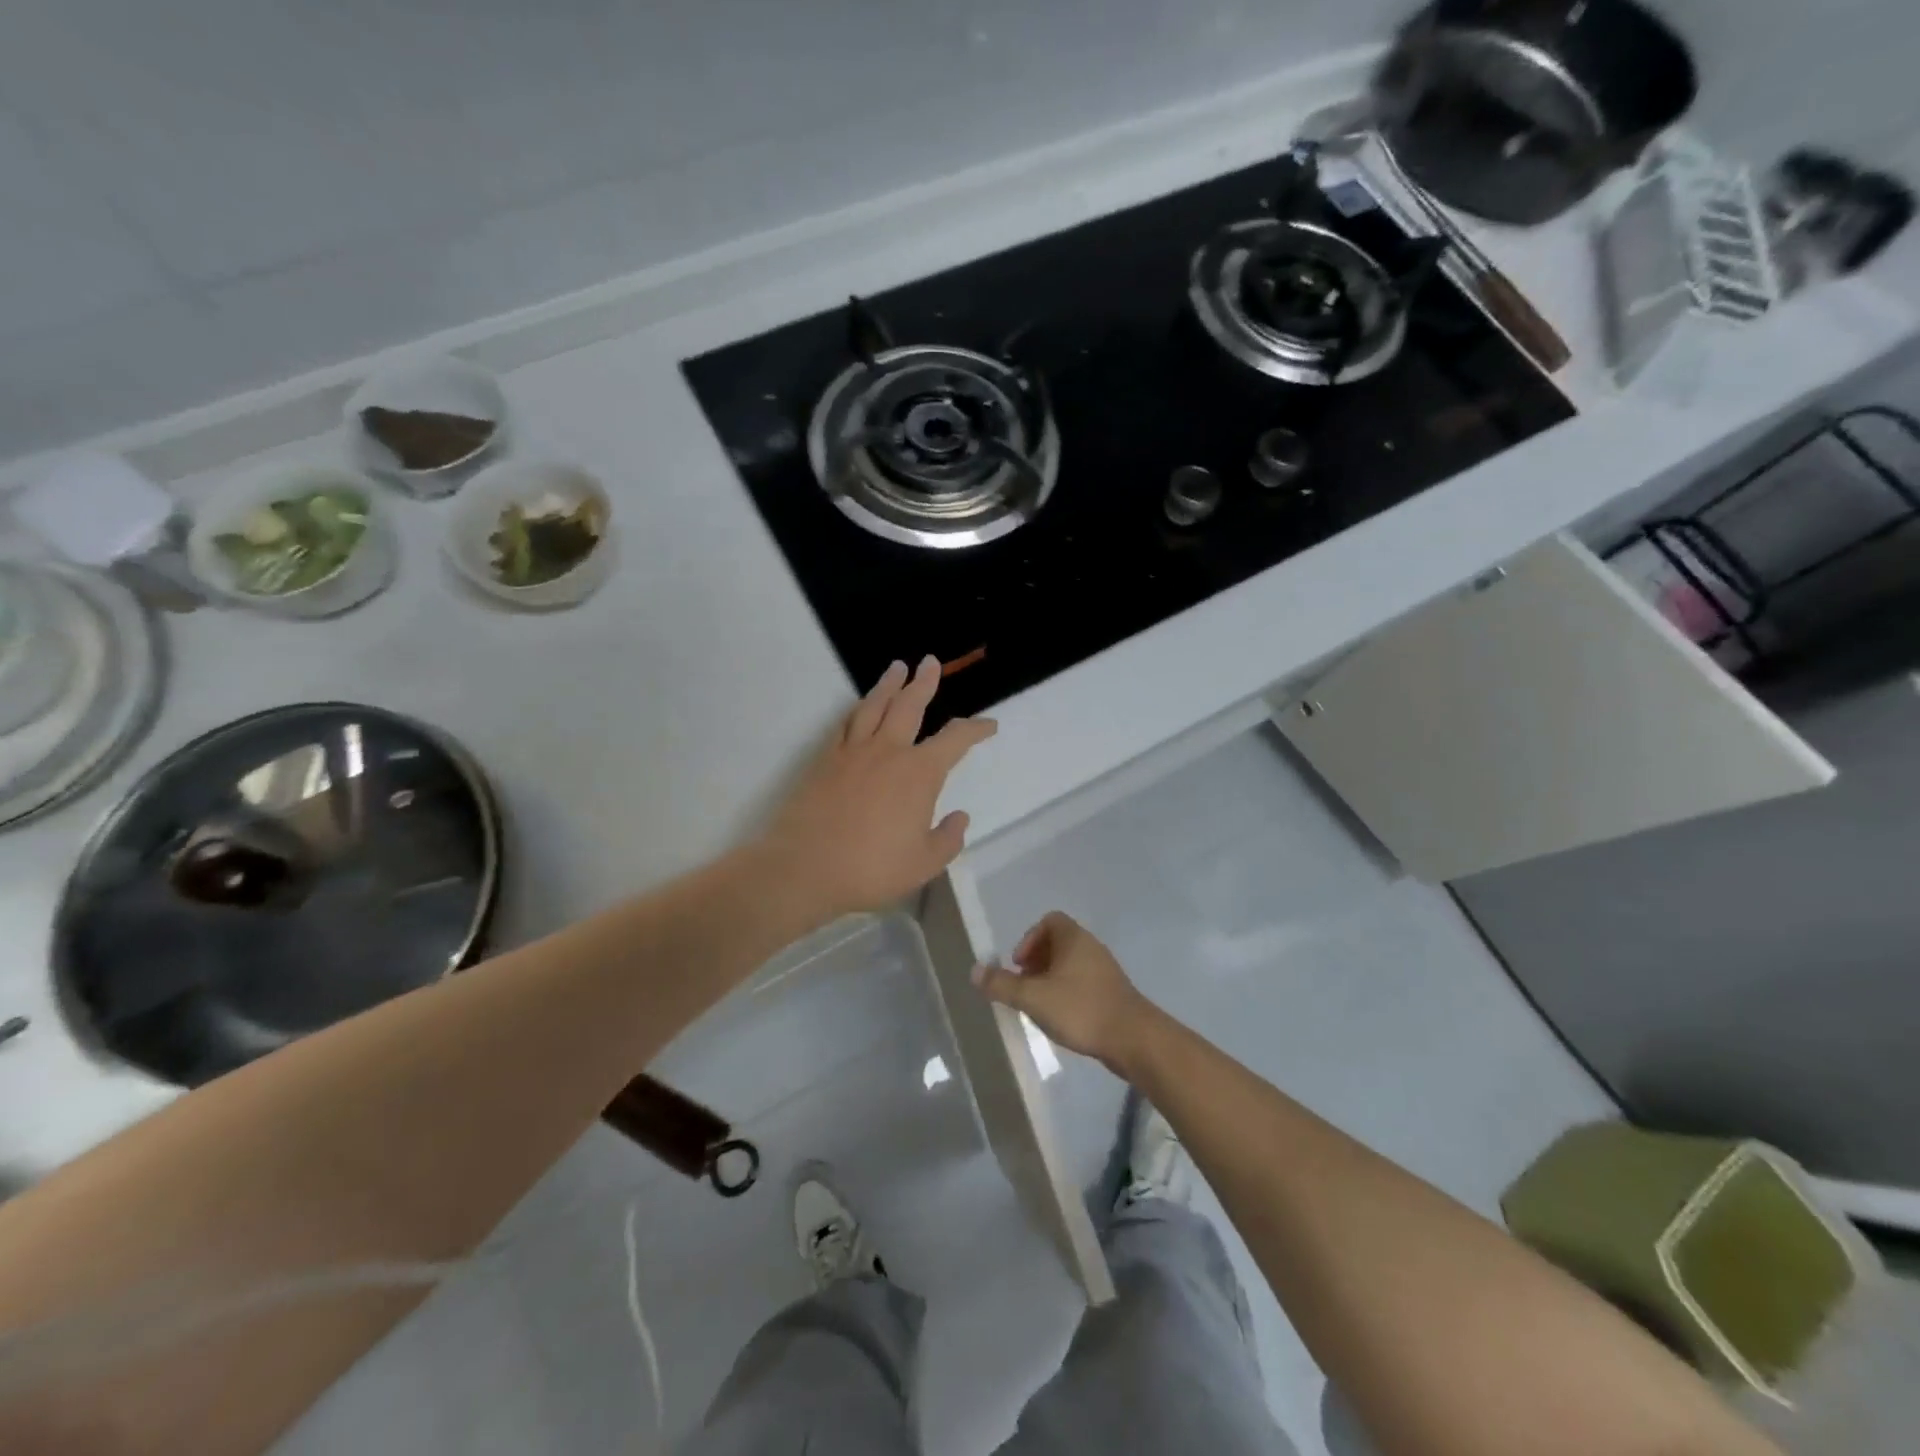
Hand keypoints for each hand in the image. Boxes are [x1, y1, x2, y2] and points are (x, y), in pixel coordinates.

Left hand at [761, 656, 995, 920]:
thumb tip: (959, 817)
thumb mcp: (924, 863)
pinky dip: (857, 710)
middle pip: (909, 706)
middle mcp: (888, 751)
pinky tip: (860, 708)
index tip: (989, 725)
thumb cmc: (871, 868)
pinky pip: (845, 725)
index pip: (955, 740)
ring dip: (888, 685)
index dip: (976, 729)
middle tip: (930, 662)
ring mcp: (852, 752)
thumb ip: (947, 838)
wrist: (805, 867)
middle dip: (924, 683)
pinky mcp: (824, 760)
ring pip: (874, 706)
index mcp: (919, 773)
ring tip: (897, 668)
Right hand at [973, 912, 1158, 1073]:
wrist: (1134, 1039)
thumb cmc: (1081, 1009)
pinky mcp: (1113, 993)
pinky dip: (1067, 993)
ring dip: (1051, 979)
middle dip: (1036, 962)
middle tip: (1024, 987)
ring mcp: (1105, 970)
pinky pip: (1083, 982)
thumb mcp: (1033, 998)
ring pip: (1070, 965)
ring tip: (1039, 1005)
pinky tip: (1061, 1018)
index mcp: (1074, 938)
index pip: (1050, 920)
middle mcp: (1091, 947)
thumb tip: (974, 970)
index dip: (1029, 939)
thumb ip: (1002, 984)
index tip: (1019, 965)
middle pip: (1058, 943)